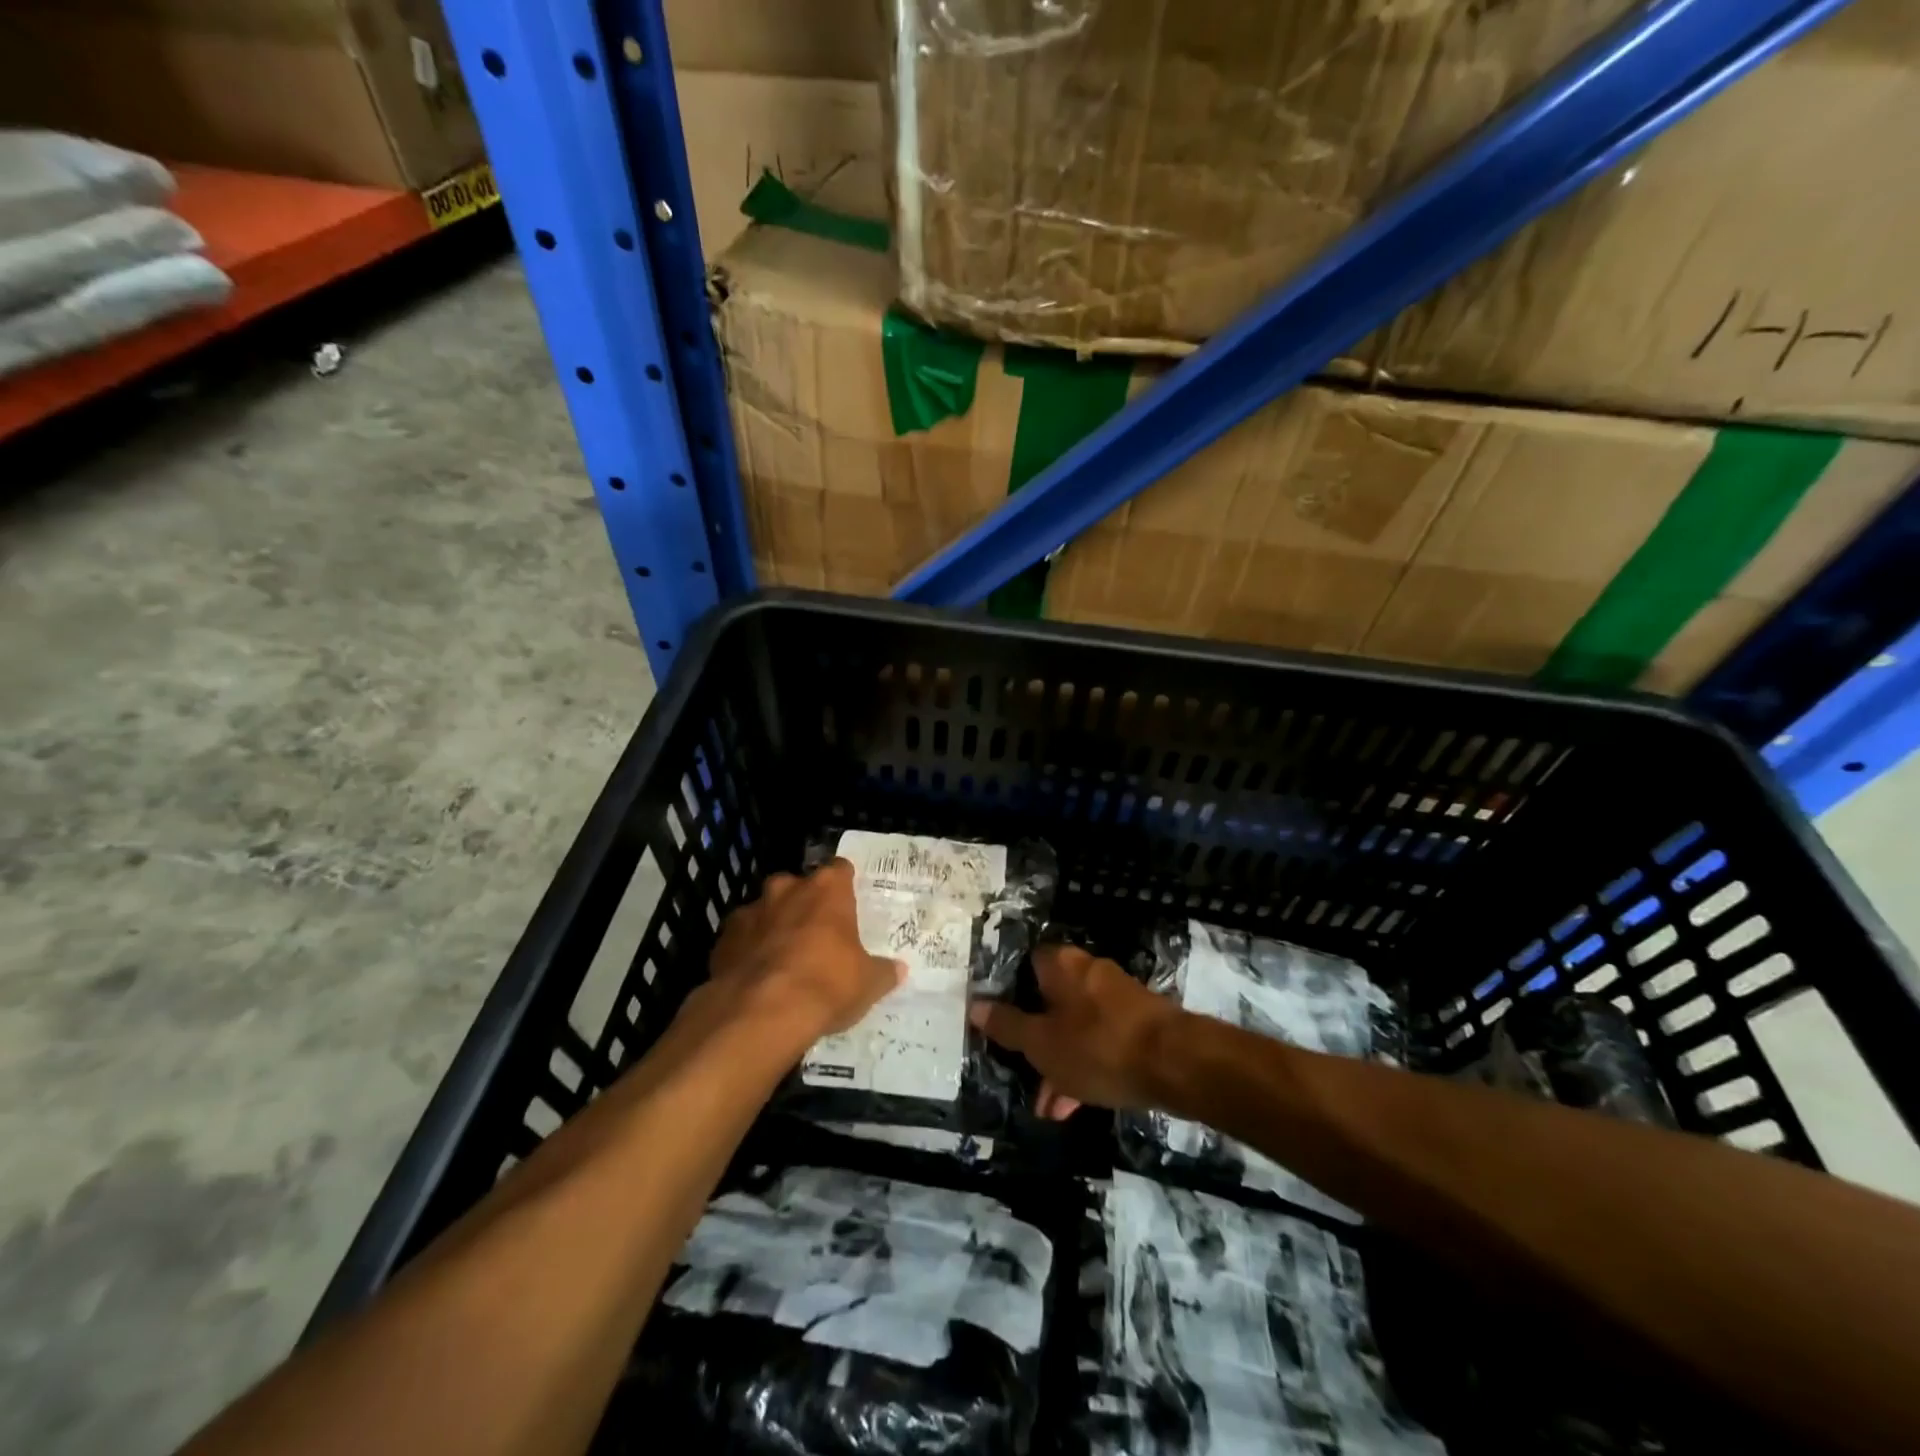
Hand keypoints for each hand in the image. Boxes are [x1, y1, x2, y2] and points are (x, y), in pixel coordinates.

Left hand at [706, 860, 904, 1049]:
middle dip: (805, 903)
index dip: (844, 884)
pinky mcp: (723, 939)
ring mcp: (750, 911)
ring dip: (774, 925)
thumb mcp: (867, 983)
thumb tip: (897, 970)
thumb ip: (882, 972)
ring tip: (783, 957)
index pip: (840, 869)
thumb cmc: (826, 985)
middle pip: (798, 886)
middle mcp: (787, 890)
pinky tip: (756, 976)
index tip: (848, 900)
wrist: (760, 1014)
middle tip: (816, 932)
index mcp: (827, 890)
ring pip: (765, 910)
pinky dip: (748, 950)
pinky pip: (741, 938)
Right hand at [969, 943, 1181, 1117]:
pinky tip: (1077, 1105)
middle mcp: (1089, 971)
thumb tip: (974, 1005)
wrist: (1176, 1063)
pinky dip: (1087, 1066)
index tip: (1000, 1022)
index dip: (1011, 992)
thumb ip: (1007, 1026)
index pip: (1027, 964)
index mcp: (1061, 964)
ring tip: (1049, 1107)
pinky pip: (1101, 1041)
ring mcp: (1117, 997)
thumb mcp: (1041, 1043)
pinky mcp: (1139, 1024)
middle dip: (1036, 1041)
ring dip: (1060, 1062)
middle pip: (1051, 1000)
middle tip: (1024, 1074)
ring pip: (1076, 1026)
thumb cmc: (1097, 1046)